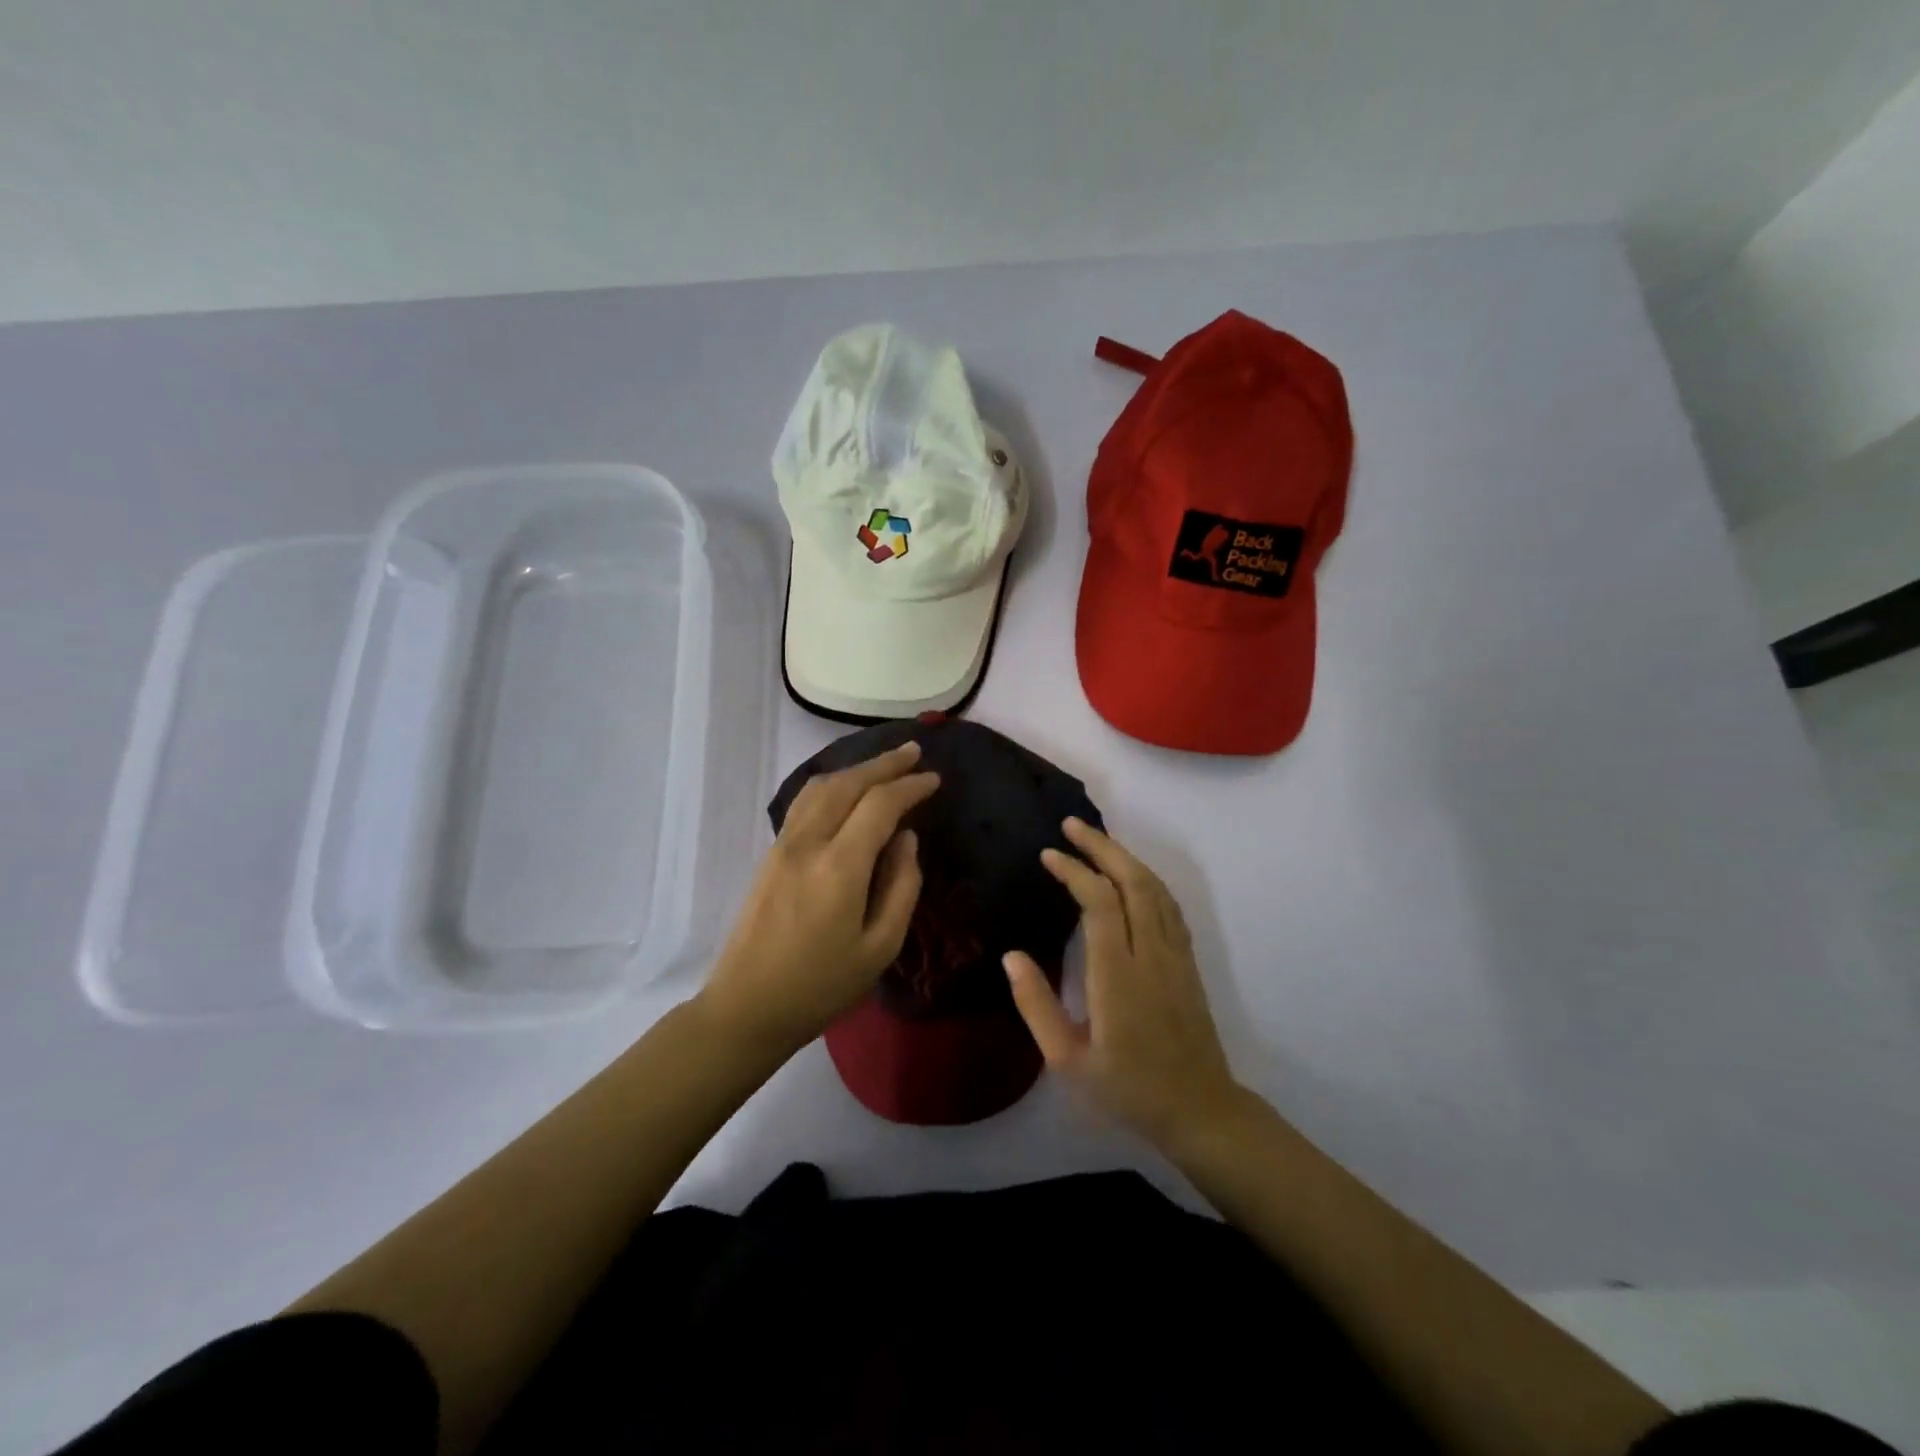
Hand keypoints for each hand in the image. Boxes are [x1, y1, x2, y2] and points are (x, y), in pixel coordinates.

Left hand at [698, 741, 938, 1056]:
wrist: (747, 1007)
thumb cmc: (821, 986)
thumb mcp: (880, 948)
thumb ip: (902, 887)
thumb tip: (906, 838)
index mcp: (839, 867)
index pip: (879, 805)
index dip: (910, 786)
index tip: (934, 780)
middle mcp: (808, 843)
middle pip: (848, 784)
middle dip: (884, 764)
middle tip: (914, 753)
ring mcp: (783, 845)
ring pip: (821, 787)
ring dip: (856, 769)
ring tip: (885, 765)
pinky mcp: (771, 854)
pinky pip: (805, 802)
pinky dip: (832, 784)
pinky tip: (847, 790)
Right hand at [1004, 818, 1242, 1147]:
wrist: (1200, 1111)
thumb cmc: (1128, 1089)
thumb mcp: (1068, 1060)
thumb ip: (1037, 1005)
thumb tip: (1011, 955)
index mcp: (1118, 976)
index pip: (1100, 904)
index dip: (1074, 871)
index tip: (1049, 855)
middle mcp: (1152, 955)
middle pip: (1133, 882)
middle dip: (1102, 847)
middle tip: (1071, 825)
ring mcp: (1176, 956)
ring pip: (1156, 889)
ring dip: (1126, 857)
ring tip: (1096, 840)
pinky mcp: (1188, 962)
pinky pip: (1169, 905)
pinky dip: (1147, 879)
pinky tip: (1131, 875)